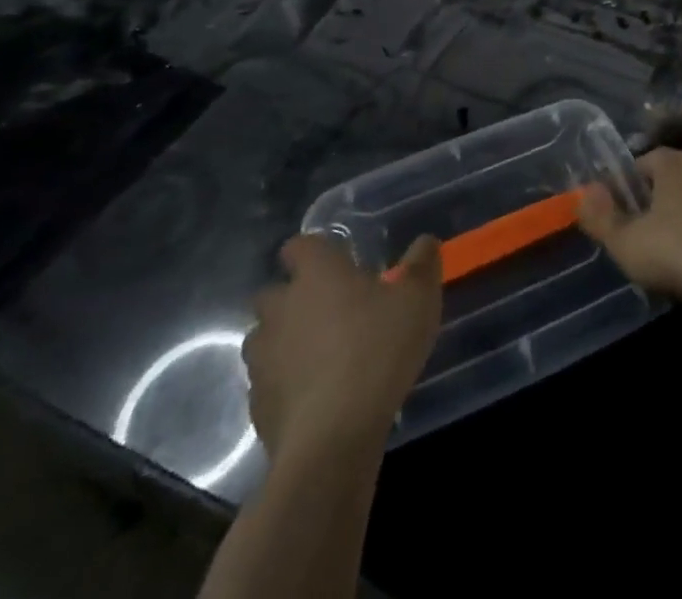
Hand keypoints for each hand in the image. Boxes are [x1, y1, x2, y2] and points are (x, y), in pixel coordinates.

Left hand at [243, 234, 441, 449]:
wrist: (333, 437)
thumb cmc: (378, 349)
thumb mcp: (418, 299)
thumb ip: (422, 264)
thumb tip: (424, 242)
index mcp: (316, 273)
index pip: (298, 246)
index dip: (314, 253)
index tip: (338, 264)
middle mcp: (281, 307)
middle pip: (274, 293)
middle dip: (295, 299)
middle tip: (333, 312)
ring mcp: (262, 357)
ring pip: (265, 339)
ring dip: (286, 342)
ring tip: (321, 358)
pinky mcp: (257, 404)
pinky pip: (268, 383)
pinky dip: (285, 385)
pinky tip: (314, 399)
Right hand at [578, 147, 681, 311]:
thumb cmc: (677, 251)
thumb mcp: (626, 241)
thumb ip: (600, 218)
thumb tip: (584, 193)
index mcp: (674, 163)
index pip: (644, 161)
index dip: (628, 186)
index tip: (619, 213)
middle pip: (672, 180)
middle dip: (656, 203)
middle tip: (641, 235)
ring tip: (670, 255)